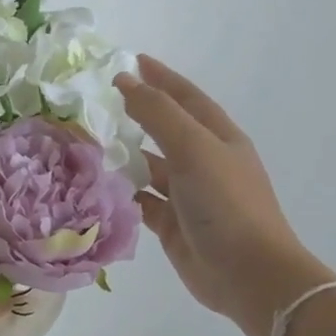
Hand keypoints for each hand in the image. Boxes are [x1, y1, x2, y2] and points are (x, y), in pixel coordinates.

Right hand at [117, 55, 332, 335]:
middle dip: (137, 113)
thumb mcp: (193, 149)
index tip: (132, 61)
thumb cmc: (226, 203)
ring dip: (124, 154)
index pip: (185, 98)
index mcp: (218, 138)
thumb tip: (124, 82)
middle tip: (99, 101)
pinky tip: (97, 184)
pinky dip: (121, 191)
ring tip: (87, 141)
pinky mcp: (171, 223)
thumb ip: (158, 113)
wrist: (248, 274)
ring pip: (149, 165)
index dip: (161, 78)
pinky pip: (140, 199)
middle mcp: (204, 162)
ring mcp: (188, 194)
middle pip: (165, 129)